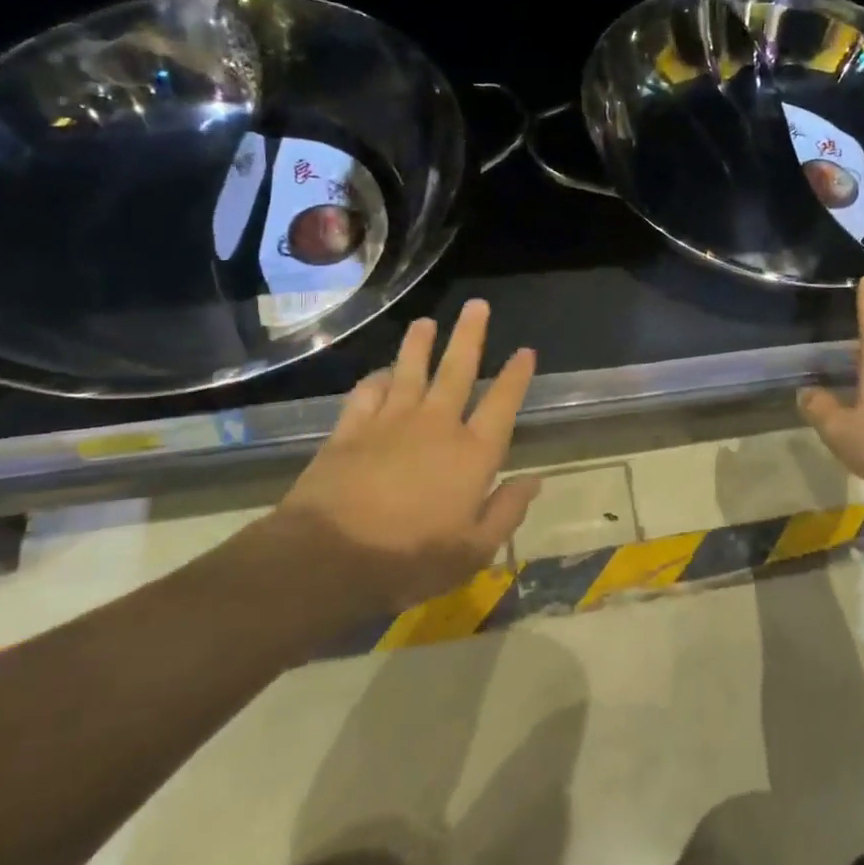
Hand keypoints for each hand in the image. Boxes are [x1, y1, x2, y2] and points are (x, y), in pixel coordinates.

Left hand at [265, 300, 539, 615]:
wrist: (329, 558)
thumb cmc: (410, 559)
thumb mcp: (473, 550)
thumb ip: (506, 512)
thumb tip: (534, 480)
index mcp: (472, 454)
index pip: (502, 403)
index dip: (516, 375)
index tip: (525, 350)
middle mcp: (436, 425)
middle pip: (457, 370)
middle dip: (469, 335)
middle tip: (476, 305)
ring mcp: (390, 423)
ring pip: (410, 370)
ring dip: (419, 344)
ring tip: (426, 322)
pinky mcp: (351, 430)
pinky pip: (368, 393)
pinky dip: (377, 380)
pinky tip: (381, 374)